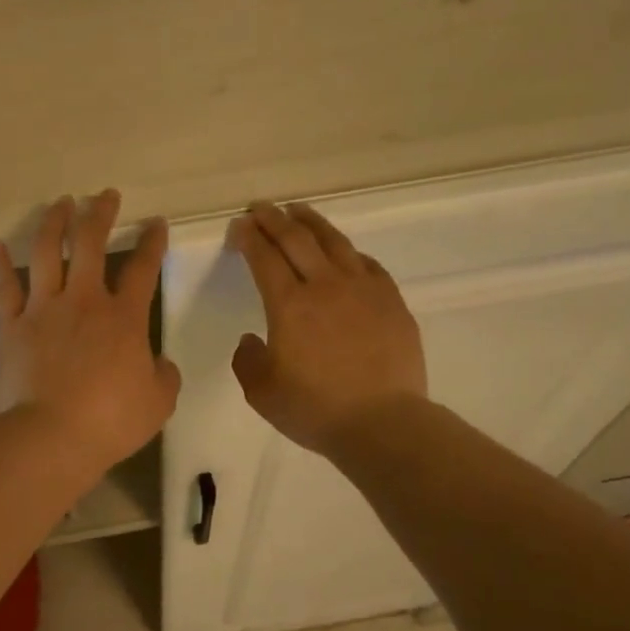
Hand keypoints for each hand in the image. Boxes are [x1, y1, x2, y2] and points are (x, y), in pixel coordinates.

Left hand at [0, 191, 181, 475]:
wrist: (52, 435)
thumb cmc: (111, 421)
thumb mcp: (158, 402)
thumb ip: (163, 375)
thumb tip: (159, 362)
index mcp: (124, 318)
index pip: (144, 269)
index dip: (152, 242)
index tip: (156, 223)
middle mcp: (84, 302)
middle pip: (92, 244)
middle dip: (100, 213)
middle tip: (104, 195)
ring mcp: (44, 309)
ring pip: (47, 253)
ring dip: (54, 223)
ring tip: (60, 203)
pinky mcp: (12, 326)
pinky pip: (5, 288)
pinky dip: (1, 265)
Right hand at [229, 201, 426, 455]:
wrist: (382, 422)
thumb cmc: (315, 410)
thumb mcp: (262, 393)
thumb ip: (247, 361)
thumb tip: (251, 340)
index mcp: (289, 305)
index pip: (264, 258)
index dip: (248, 238)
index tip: (238, 226)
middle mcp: (325, 286)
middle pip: (296, 239)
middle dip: (273, 219)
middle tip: (260, 208)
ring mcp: (363, 289)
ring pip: (334, 242)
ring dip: (311, 222)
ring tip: (297, 211)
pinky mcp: (391, 301)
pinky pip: (366, 264)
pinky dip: (347, 251)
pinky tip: (343, 252)